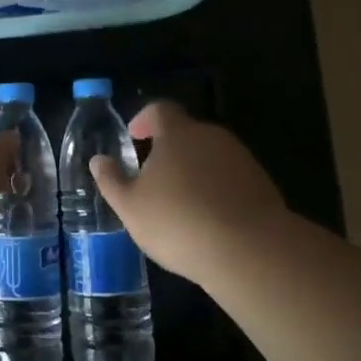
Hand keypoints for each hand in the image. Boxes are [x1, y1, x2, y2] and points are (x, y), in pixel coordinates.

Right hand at [89, 102, 288, 278]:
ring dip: (194, 171)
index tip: (134, 137)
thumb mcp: (131, 207)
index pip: (160, 110)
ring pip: (210, 156)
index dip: (144, 119)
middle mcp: (212, 136)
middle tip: (153, 178)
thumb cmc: (179, 222)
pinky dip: (217, 190)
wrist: (251, 251)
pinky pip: (230, 178)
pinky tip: (210, 220)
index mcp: (178, 133)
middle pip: (186, 133)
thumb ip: (111, 181)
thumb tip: (98, 160)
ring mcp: (241, 159)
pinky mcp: (262, 184)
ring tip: (181, 204)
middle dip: (169, 150)